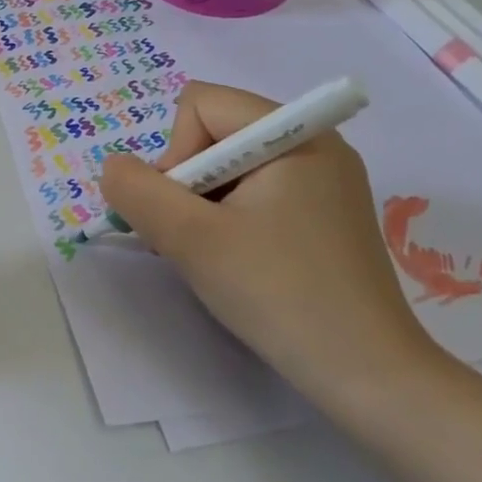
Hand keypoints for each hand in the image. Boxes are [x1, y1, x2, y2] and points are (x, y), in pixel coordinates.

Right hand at [99, 82, 439, 399]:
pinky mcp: (325, 216)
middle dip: (187, 183)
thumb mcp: (191, 239)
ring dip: (203, 206)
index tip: (186, 212)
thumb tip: (114, 167)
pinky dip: (229, 219)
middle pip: (215, 133)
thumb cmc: (279, 294)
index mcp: (296, 134)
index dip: (176, 153)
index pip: (201, 105)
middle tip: (191, 237)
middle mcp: (315, 145)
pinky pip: (256, 193)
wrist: (367, 376)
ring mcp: (325, 182)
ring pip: (230, 168)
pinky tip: (235, 261)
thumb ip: (138, 192)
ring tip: (211, 255)